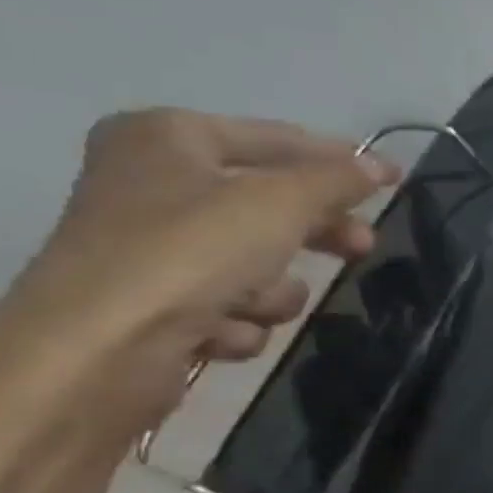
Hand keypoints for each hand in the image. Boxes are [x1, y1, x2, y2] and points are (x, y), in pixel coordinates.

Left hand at [0, 110, 395, 446]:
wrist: (97, 352)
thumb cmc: (190, 253)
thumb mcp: (282, 202)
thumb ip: (337, 180)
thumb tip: (379, 167)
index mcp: (168, 139)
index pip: (277, 139)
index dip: (341, 159)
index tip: (394, 179)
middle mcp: (153, 184)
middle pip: (271, 204)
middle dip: (316, 233)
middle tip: (362, 246)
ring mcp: (151, 248)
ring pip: (256, 261)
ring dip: (271, 290)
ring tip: (255, 304)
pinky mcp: (153, 304)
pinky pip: (228, 304)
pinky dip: (237, 320)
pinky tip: (220, 333)